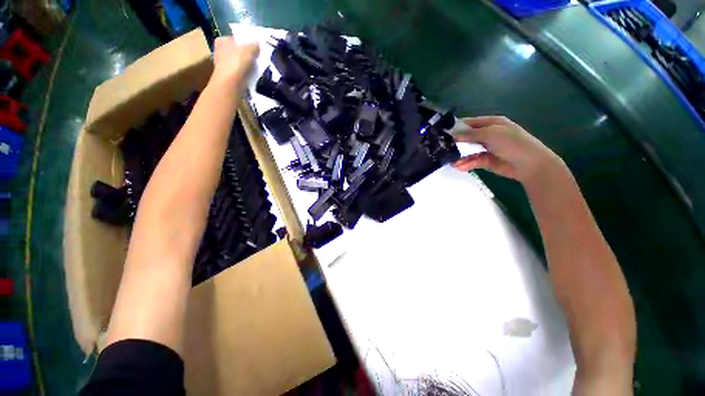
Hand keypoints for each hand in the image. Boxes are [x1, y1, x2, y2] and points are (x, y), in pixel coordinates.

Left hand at [211, 36, 259, 85]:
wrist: (230, 83)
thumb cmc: (237, 62)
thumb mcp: (249, 50)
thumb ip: (254, 45)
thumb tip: (257, 44)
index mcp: (222, 40)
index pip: (236, 39)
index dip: (246, 43)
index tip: (255, 48)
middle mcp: (219, 50)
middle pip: (237, 51)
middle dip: (246, 54)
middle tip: (257, 58)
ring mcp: (222, 64)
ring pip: (237, 62)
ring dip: (245, 65)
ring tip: (256, 68)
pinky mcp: (226, 76)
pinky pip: (238, 72)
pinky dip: (244, 74)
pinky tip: (250, 76)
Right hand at [453, 116, 564, 185]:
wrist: (530, 165)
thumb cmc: (513, 144)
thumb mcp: (492, 134)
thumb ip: (471, 134)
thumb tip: (453, 135)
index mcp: (491, 123)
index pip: (470, 123)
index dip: (457, 127)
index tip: (443, 134)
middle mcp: (487, 135)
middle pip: (467, 138)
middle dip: (456, 144)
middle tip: (444, 150)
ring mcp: (486, 148)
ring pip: (468, 151)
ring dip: (460, 156)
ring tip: (451, 162)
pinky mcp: (486, 161)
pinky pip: (472, 161)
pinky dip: (466, 164)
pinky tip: (460, 167)